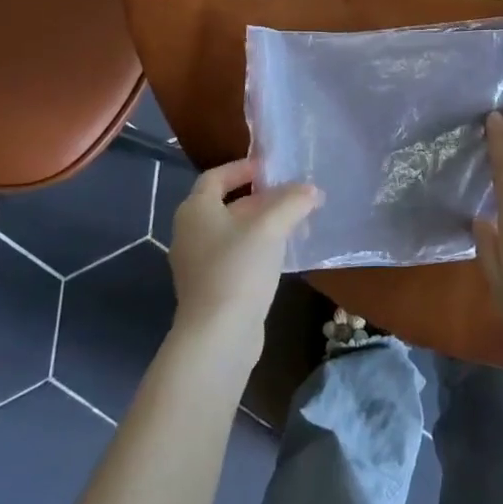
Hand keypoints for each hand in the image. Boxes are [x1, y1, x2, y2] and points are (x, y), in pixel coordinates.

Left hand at [167, 160, 320, 354]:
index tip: (270, 168)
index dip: (242, 167)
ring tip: (296, 224)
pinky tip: (283, 255)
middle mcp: (190, 233)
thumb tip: (312, 190)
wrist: (218, 336)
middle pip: (227, 204)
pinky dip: (258, 248)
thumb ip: (292, 203)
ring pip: (233, 232)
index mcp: (195, 210)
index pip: (216, 177)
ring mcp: (198, 263)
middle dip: (261, 198)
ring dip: (263, 225)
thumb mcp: (270, 227)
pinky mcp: (210, 288)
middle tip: (293, 196)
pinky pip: (235, 256)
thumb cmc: (238, 269)